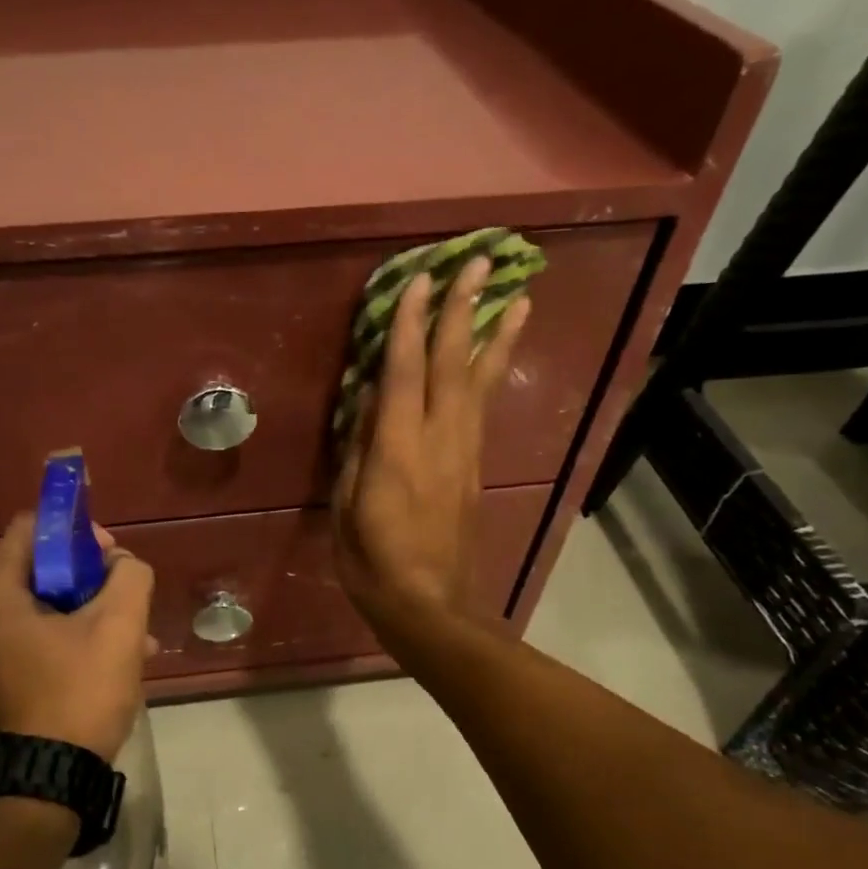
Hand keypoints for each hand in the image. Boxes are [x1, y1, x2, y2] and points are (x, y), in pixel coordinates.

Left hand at [0, 514, 155, 760]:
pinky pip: (42, 642)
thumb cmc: (78, 693)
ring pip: (48, 610)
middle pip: (42, 570)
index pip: (30, 528)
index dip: (75, 528)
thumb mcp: (119, 627)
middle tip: (126, 597)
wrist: (45, 782)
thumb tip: (121, 565)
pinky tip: (119, 664)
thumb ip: (129, 576)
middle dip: (92, 577)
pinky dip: (77, 641)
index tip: (110, 553)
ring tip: (137, 638)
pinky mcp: (2, 683)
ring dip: (93, 613)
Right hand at [333, 255, 529, 642]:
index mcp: (398, 450)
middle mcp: (439, 440)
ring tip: (520, 297)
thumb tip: (371, 401)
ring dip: (497, 335)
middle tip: (483, 262)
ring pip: (483, 382)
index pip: (406, 372)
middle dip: (466, 310)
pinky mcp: (475, 468)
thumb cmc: (373, 562)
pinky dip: (494, 372)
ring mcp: (464, 453)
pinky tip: (498, 356)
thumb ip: (359, 450)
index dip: (412, 324)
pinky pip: (484, 408)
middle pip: (455, 364)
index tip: (421, 279)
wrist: (432, 606)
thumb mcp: (348, 508)